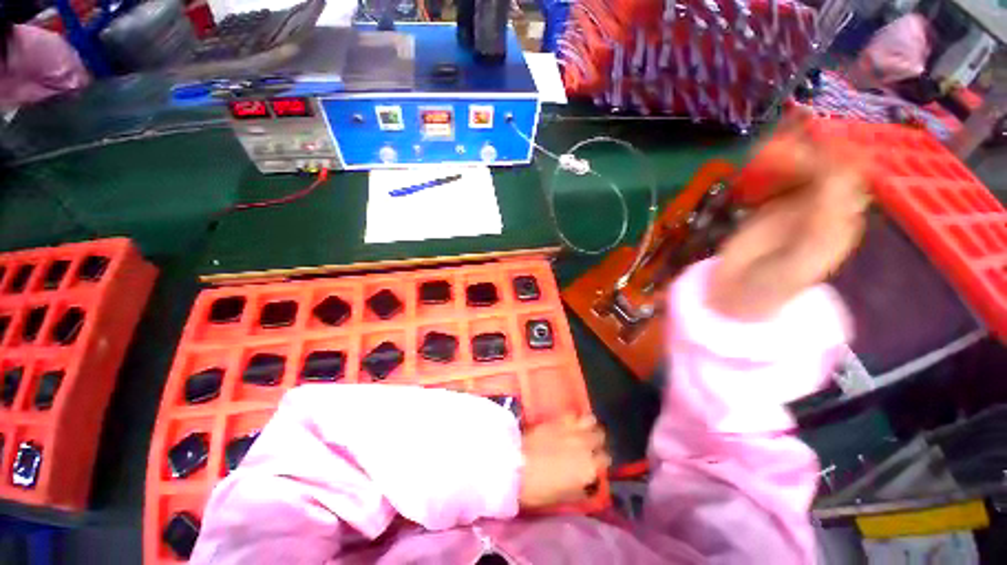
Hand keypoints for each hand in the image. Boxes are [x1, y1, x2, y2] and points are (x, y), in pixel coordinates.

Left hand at [518, 416, 610, 509]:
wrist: (515, 464)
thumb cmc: (538, 488)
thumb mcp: (563, 497)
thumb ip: (580, 488)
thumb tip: (587, 483)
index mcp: (589, 469)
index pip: (605, 460)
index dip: (599, 461)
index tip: (593, 463)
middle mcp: (585, 446)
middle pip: (600, 437)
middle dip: (596, 441)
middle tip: (589, 445)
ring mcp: (572, 429)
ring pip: (592, 421)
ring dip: (590, 426)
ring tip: (584, 429)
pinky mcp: (559, 419)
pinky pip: (575, 414)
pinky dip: (576, 417)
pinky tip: (572, 422)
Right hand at [708, 115, 870, 320]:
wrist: (736, 295)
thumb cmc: (769, 287)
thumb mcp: (799, 262)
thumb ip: (820, 226)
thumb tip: (839, 176)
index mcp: (838, 223)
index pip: (849, 179)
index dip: (835, 156)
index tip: (811, 142)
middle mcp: (823, 209)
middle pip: (826, 167)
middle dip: (808, 150)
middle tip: (780, 141)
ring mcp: (796, 206)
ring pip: (803, 168)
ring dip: (788, 152)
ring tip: (765, 146)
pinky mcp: (772, 207)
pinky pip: (778, 179)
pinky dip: (770, 164)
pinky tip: (757, 157)